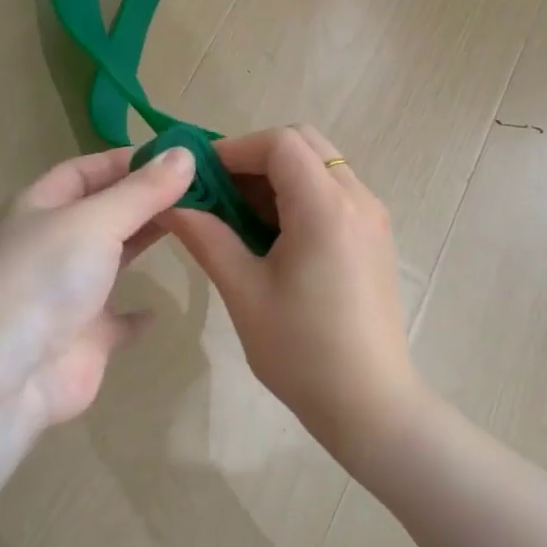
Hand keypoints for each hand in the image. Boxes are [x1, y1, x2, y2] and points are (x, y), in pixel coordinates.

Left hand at [0, 143, 195, 427]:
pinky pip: (116, 321)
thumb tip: (186, 153)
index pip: (87, 169)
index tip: (177, 157)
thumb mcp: (97, 220)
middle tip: (199, 190)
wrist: (8, 372)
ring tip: (194, 228)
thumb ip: (143, 190)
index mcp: (42, 207)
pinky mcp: (84, 338)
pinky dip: (137, 315)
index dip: (127, 160)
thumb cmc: (47, 277)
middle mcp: (52, 245)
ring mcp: (66, 294)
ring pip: (112, 260)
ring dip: (143, 244)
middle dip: (145, 199)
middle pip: (103, 212)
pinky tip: (161, 309)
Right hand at [161, 125, 426, 457]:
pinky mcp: (375, 238)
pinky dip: (299, 196)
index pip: (279, 143)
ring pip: (320, 166)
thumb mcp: (244, 291)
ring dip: (277, 178)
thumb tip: (170, 205)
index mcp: (326, 207)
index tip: (199, 178)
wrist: (370, 404)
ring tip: (239, 218)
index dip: (234, 149)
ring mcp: (372, 217)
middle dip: (255, 158)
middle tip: (219, 194)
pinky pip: (334, 193)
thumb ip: (206, 237)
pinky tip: (273, 237)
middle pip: (304, 144)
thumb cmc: (301, 350)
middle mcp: (358, 198)